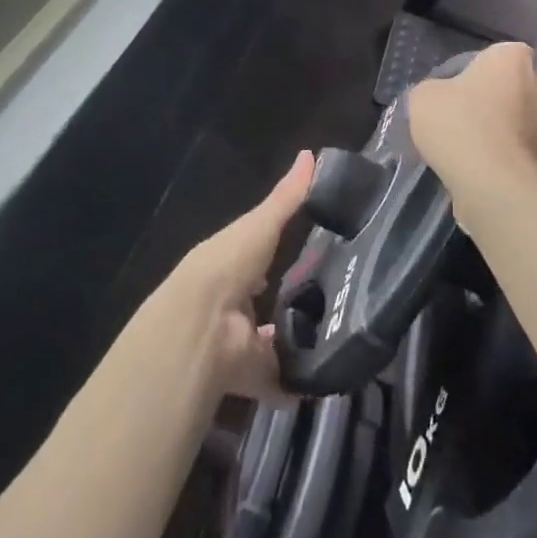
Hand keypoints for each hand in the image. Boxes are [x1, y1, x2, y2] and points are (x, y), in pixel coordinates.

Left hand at [177, 150, 314, 401]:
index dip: (273, 254)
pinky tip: (323, 379)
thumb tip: (311, 153)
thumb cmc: (229, 264)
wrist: (201, 326)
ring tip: (335, 340)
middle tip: (331, 301)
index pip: (254, 255)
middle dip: (286, 302)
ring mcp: (236, 340)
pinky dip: (294, 384)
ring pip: (268, 341)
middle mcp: (230, 301)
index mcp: (230, 263)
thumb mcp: (261, 225)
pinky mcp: (248, 374)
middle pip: (260, 300)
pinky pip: (276, 380)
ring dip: (291, 342)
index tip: (307, 254)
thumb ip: (288, 197)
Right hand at [408, 41, 536, 210]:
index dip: (477, 73)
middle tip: (475, 119)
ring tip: (483, 150)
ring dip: (514, 130)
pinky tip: (493, 171)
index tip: (459, 93)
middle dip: (505, 99)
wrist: (496, 186)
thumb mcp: (423, 98)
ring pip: (531, 119)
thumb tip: (444, 98)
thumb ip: (436, 89)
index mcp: (514, 57)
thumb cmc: (459, 125)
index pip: (497, 55)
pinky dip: (518, 157)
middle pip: (521, 86)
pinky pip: (532, 151)